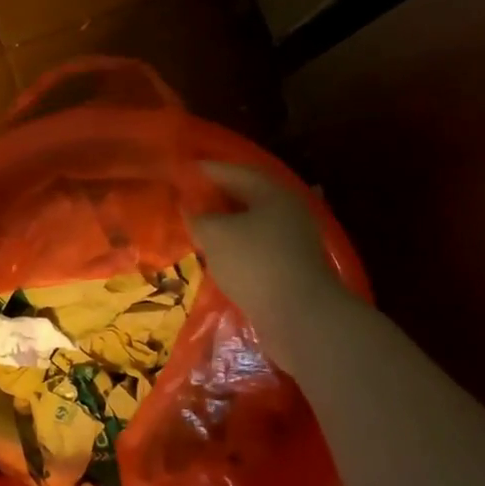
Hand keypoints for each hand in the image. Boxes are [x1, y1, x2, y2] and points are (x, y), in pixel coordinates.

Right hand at [190, 162, 344, 360]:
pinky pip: (258, 247)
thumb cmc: (255, 263)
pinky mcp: (292, 267)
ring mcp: (293, 240)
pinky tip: (221, 256)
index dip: (207, 170)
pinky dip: (238, 246)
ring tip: (200, 228)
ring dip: (227, 224)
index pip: (234, 172)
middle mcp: (287, 210)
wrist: (301, 315)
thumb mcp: (215, 235)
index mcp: (272, 193)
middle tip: (189, 198)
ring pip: (253, 223)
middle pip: (247, 196)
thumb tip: (189, 208)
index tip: (183, 170)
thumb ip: (198, 217)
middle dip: (218, 196)